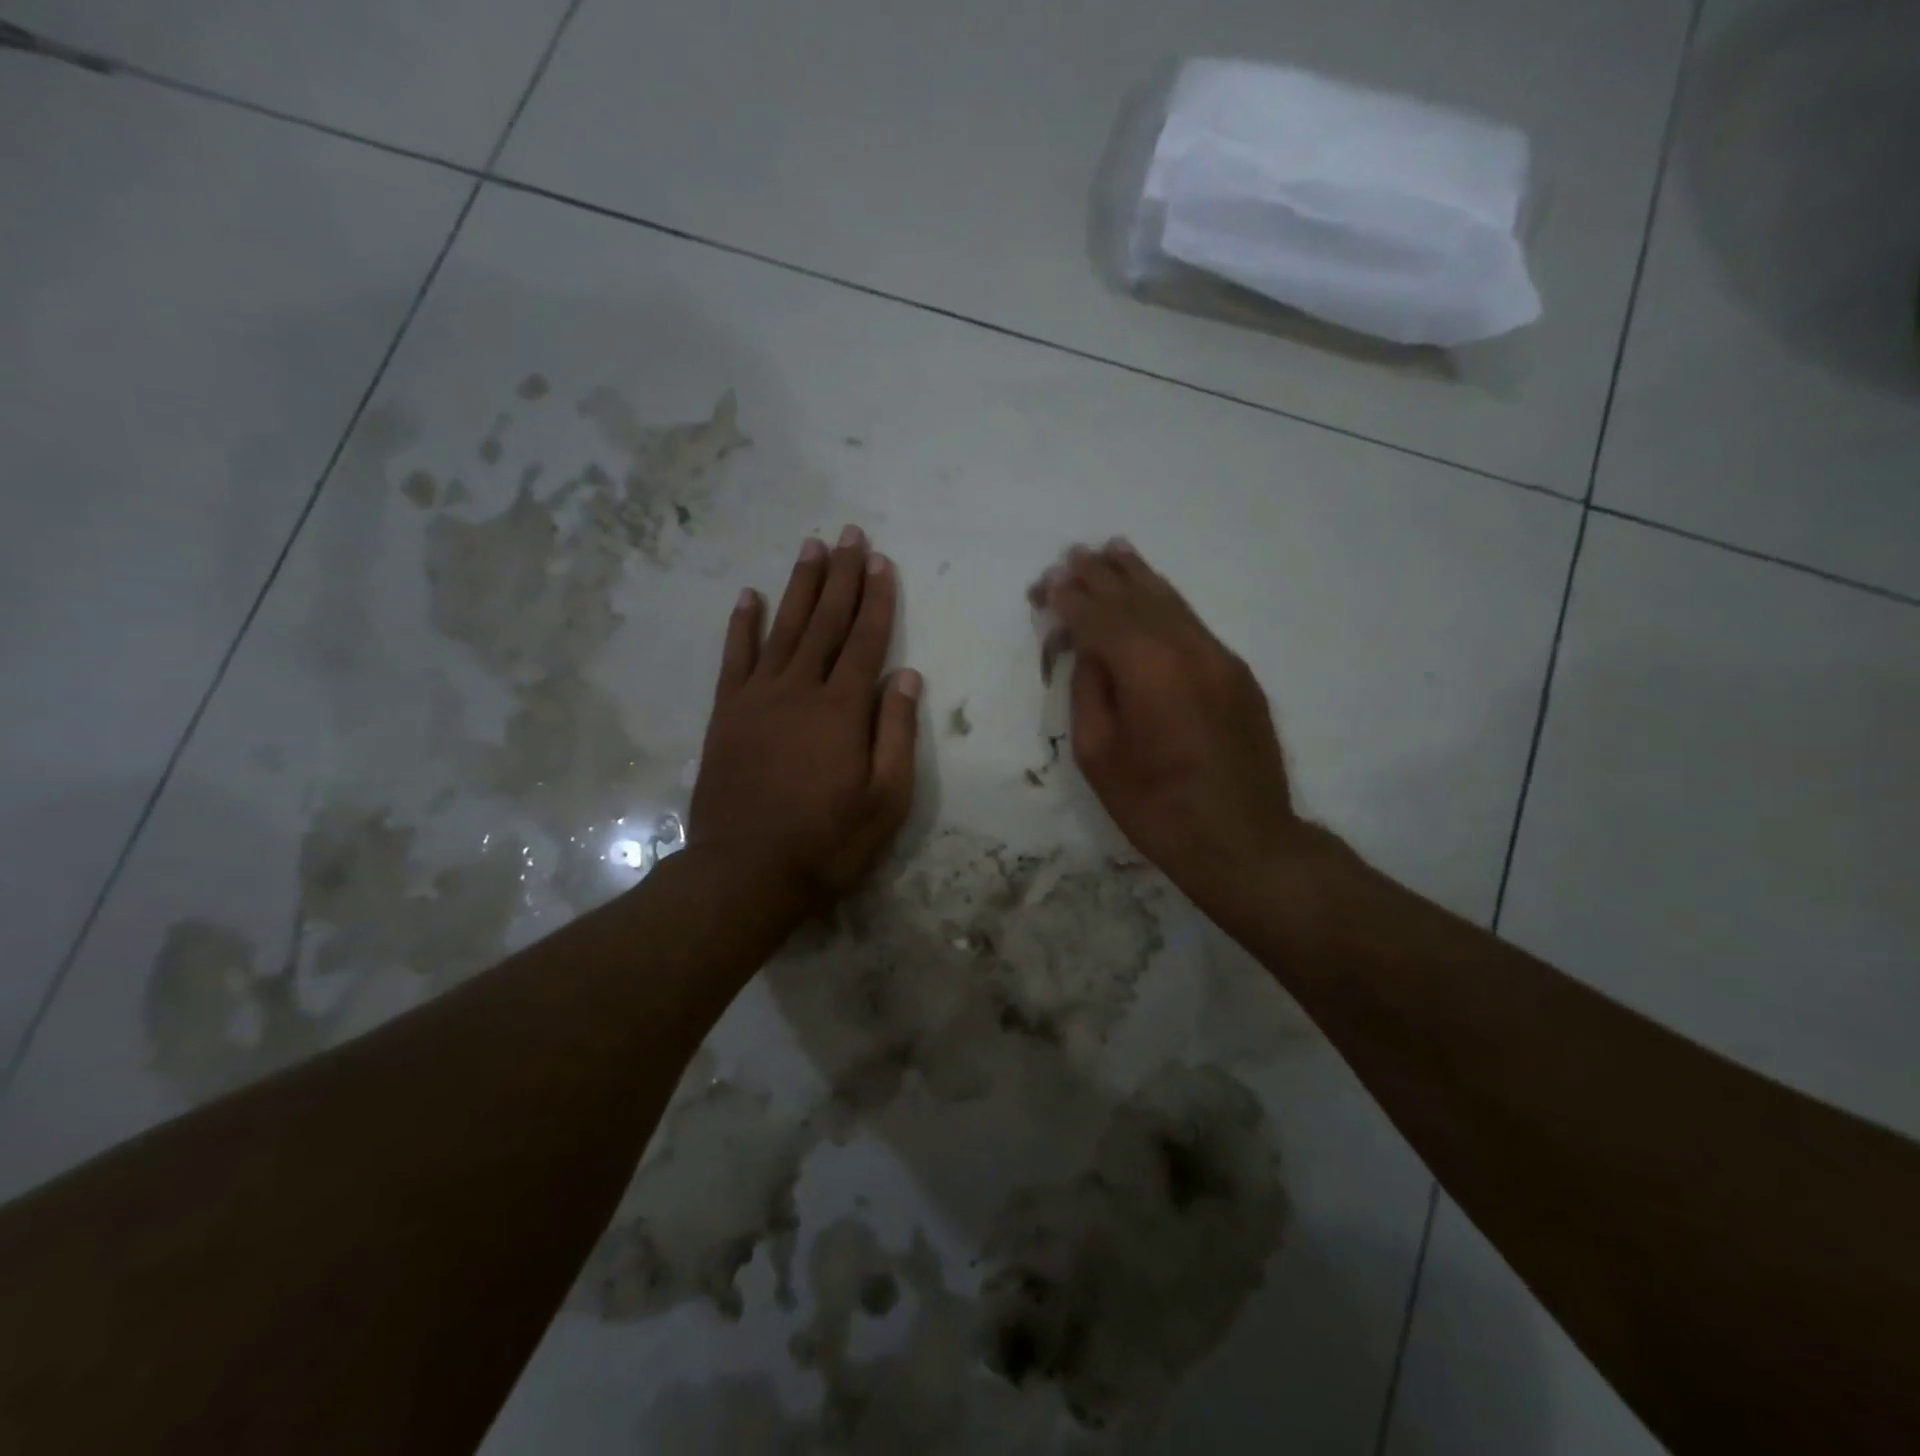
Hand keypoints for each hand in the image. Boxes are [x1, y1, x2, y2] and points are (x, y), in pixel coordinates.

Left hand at [691, 527, 921, 911]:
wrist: (745, 873)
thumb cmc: (827, 842)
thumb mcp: (885, 800)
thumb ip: (895, 733)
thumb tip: (905, 676)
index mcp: (842, 710)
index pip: (866, 641)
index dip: (877, 599)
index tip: (881, 561)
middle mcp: (799, 690)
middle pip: (826, 622)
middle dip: (841, 576)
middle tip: (849, 535)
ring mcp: (757, 699)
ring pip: (784, 628)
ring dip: (799, 586)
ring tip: (811, 548)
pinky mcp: (726, 715)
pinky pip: (735, 658)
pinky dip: (742, 625)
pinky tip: (749, 596)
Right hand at [1031, 540, 1300, 907]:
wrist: (1244, 841)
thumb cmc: (1156, 808)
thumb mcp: (1098, 755)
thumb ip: (1089, 691)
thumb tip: (1090, 653)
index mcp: (1148, 669)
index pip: (1099, 618)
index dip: (1069, 599)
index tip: (1044, 585)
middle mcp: (1188, 649)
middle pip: (1135, 599)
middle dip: (1100, 576)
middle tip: (1071, 554)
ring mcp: (1219, 658)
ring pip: (1170, 603)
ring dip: (1137, 576)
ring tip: (1112, 550)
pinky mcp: (1237, 673)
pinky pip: (1192, 624)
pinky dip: (1166, 602)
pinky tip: (1153, 591)